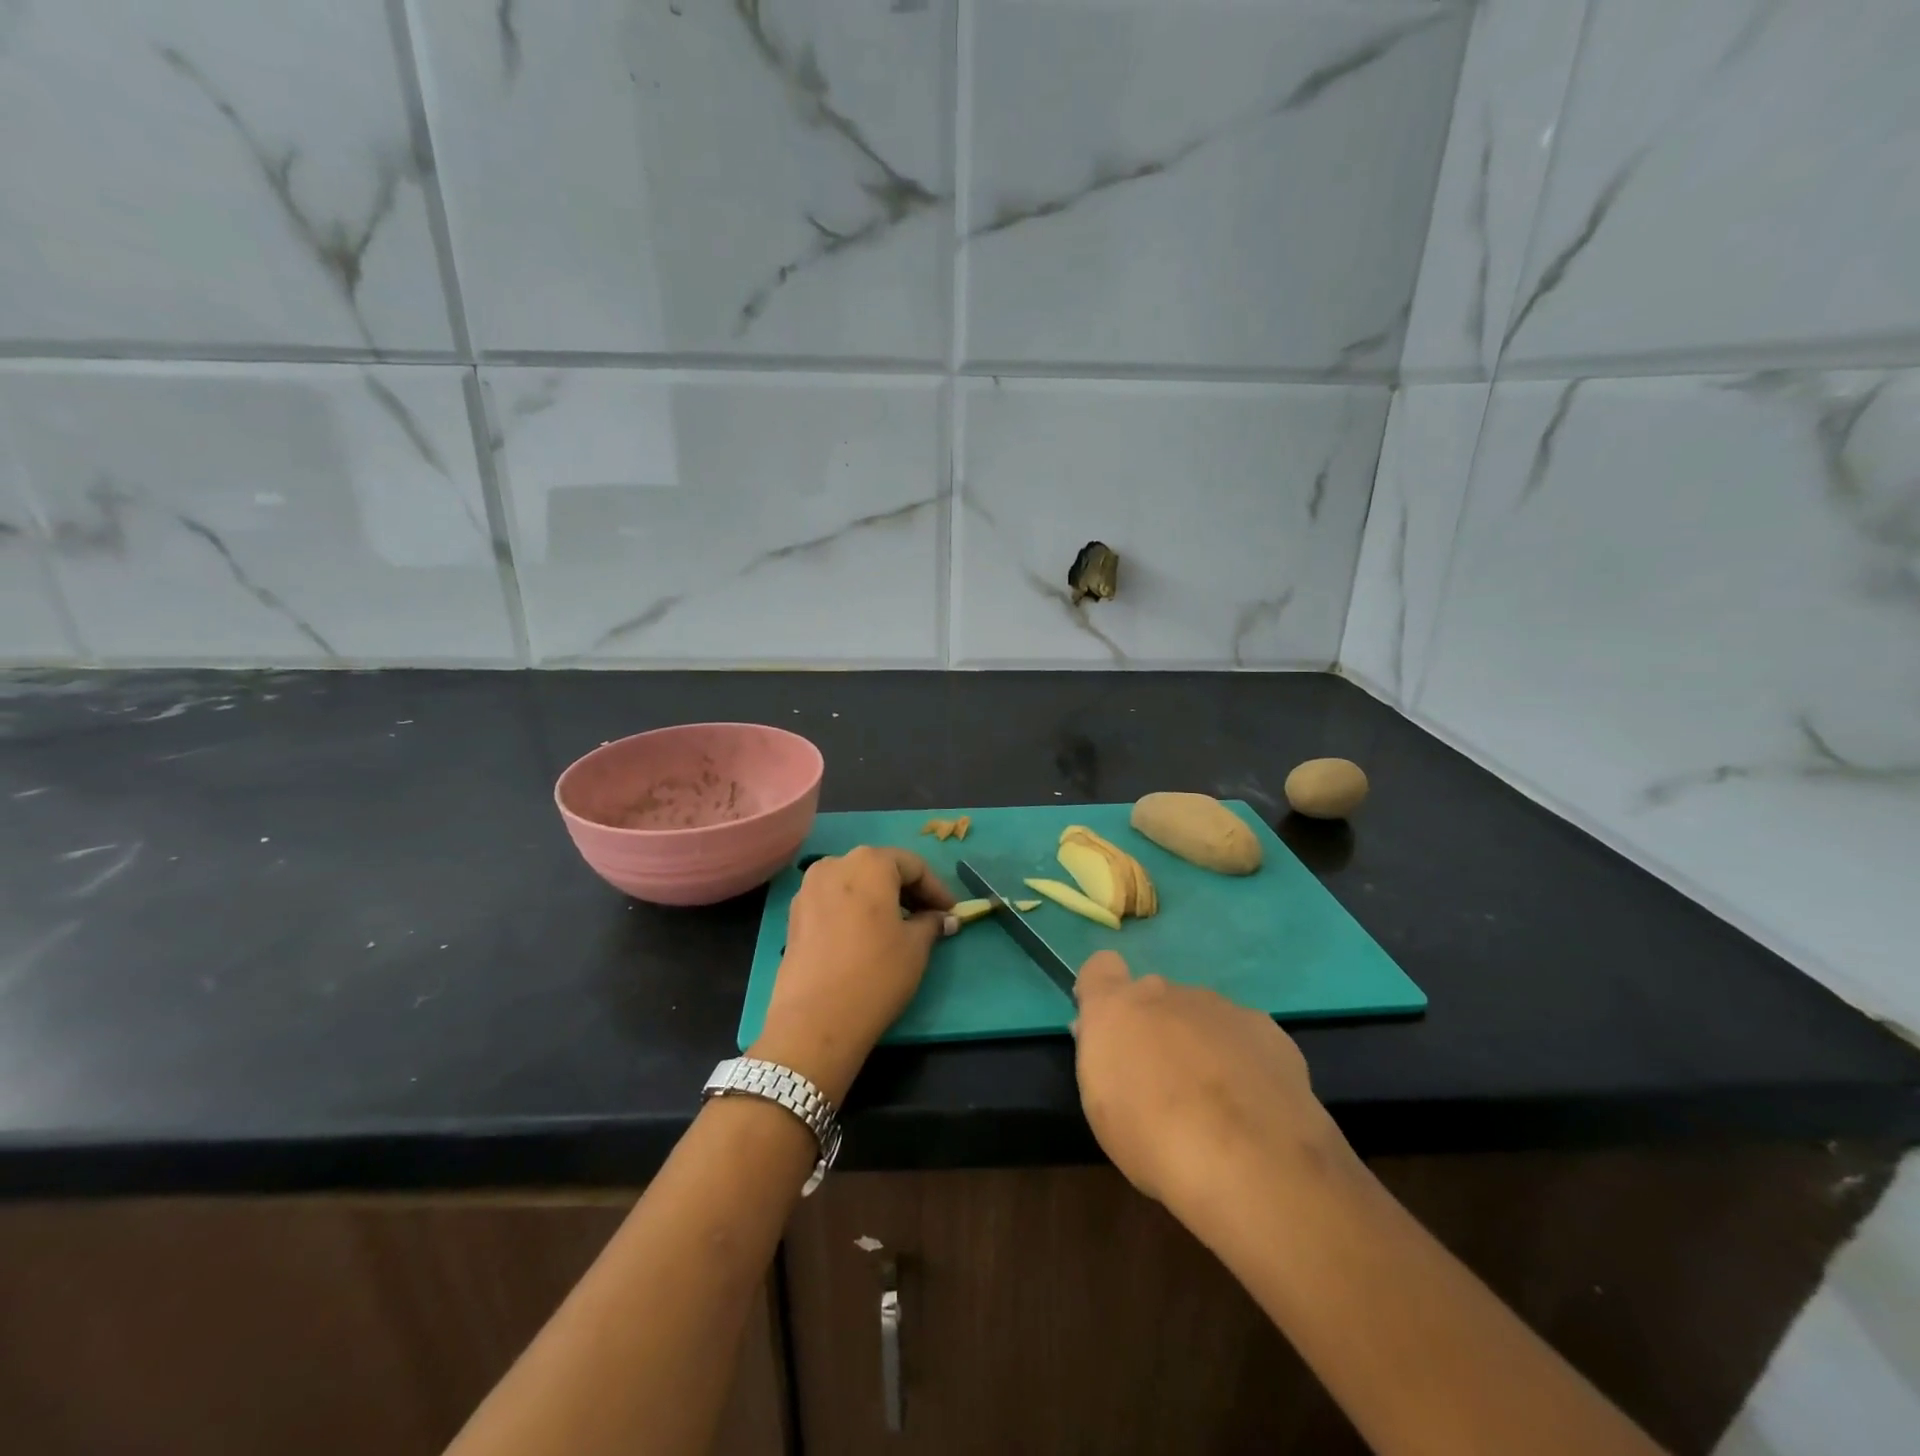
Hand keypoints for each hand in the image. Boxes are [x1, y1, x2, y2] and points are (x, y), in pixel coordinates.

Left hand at [752, 847, 956, 1103]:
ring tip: (898, 926)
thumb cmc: (876, 974)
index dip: (936, 888)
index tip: (950, 912)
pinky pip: (834, 900)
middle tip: (929, 917)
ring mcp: (809, 888)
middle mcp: (835, 864)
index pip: (913, 865)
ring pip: (854, 882)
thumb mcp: (916, 947)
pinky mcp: (795, 914)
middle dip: (907, 890)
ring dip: (879, 898)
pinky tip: (866, 936)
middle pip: (880, 868)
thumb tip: (943, 919)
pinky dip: (854, 909)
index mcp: (869, 863)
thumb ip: (932, 923)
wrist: (815, 1020)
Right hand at [1072, 951, 1354, 1227]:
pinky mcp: (1267, 1030)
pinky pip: (1243, 1036)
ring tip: (1214, 1103)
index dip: (1104, 992)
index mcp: (1118, 1006)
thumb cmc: (1154, 1140)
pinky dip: (1242, 1060)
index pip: (1101, 967)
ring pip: (1201, 1015)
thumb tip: (1108, 1039)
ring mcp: (1221, 1007)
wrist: (1249, 1163)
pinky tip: (1252, 1105)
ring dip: (1200, 1044)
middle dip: (1156, 1028)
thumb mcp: (1102, 1109)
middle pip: (1155, 997)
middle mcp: (1167, 993)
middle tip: (1164, 1083)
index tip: (1111, 1031)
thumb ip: (1103, 1059)